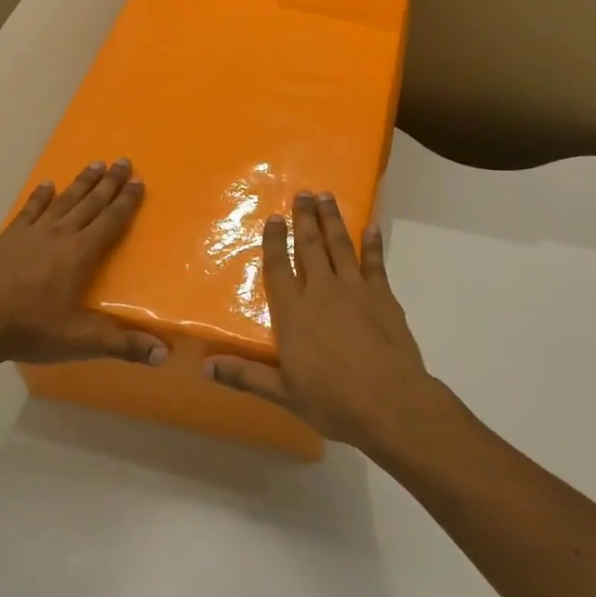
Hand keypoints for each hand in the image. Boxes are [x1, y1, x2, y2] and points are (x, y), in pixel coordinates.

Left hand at [0, 159, 165, 371]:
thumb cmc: (32, 329)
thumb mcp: (82, 341)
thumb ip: (123, 345)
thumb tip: (164, 354)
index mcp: (81, 253)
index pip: (111, 220)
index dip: (127, 201)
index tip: (139, 182)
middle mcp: (60, 234)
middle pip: (91, 202)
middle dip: (110, 182)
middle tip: (124, 161)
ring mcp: (32, 233)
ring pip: (64, 200)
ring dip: (82, 182)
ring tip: (96, 163)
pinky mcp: (9, 238)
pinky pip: (30, 210)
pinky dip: (41, 196)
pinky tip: (47, 185)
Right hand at [206, 191, 440, 452]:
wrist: (390, 403)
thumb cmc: (333, 401)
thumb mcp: (283, 394)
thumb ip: (245, 375)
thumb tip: (205, 365)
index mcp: (293, 313)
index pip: (279, 267)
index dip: (275, 241)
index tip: (274, 218)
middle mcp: (321, 292)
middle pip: (310, 247)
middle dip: (305, 218)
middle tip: (303, 193)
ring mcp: (355, 290)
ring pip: (340, 246)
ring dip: (332, 220)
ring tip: (327, 197)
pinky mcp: (383, 297)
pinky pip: (375, 262)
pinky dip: (372, 244)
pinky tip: (370, 227)